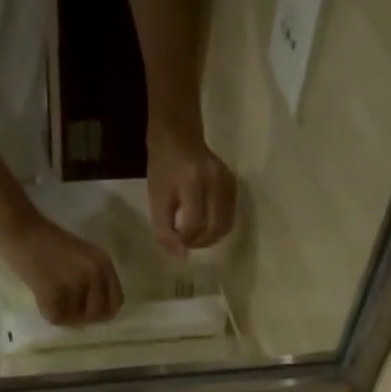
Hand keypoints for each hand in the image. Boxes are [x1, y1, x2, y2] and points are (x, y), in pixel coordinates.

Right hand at [0, 211, 123, 326]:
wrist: (19, 228)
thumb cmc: (47, 241)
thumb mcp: (83, 257)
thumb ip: (95, 280)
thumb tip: (96, 314)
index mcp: (104, 263)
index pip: (116, 302)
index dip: (102, 312)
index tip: (87, 311)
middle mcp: (95, 273)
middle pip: (98, 315)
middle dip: (82, 316)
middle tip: (65, 307)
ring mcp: (76, 283)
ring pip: (76, 319)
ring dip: (62, 313)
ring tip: (50, 295)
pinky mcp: (55, 291)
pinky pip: (57, 317)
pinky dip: (46, 311)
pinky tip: (40, 296)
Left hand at [146, 124, 236, 255]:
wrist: (179, 135)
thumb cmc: (163, 168)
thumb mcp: (156, 199)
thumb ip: (165, 231)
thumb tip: (182, 257)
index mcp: (192, 182)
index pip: (194, 224)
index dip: (184, 239)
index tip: (175, 237)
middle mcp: (215, 181)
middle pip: (215, 228)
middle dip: (200, 242)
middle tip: (186, 241)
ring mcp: (228, 182)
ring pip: (226, 225)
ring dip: (210, 237)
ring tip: (195, 234)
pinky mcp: (234, 184)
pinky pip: (230, 216)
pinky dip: (218, 226)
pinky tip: (205, 222)